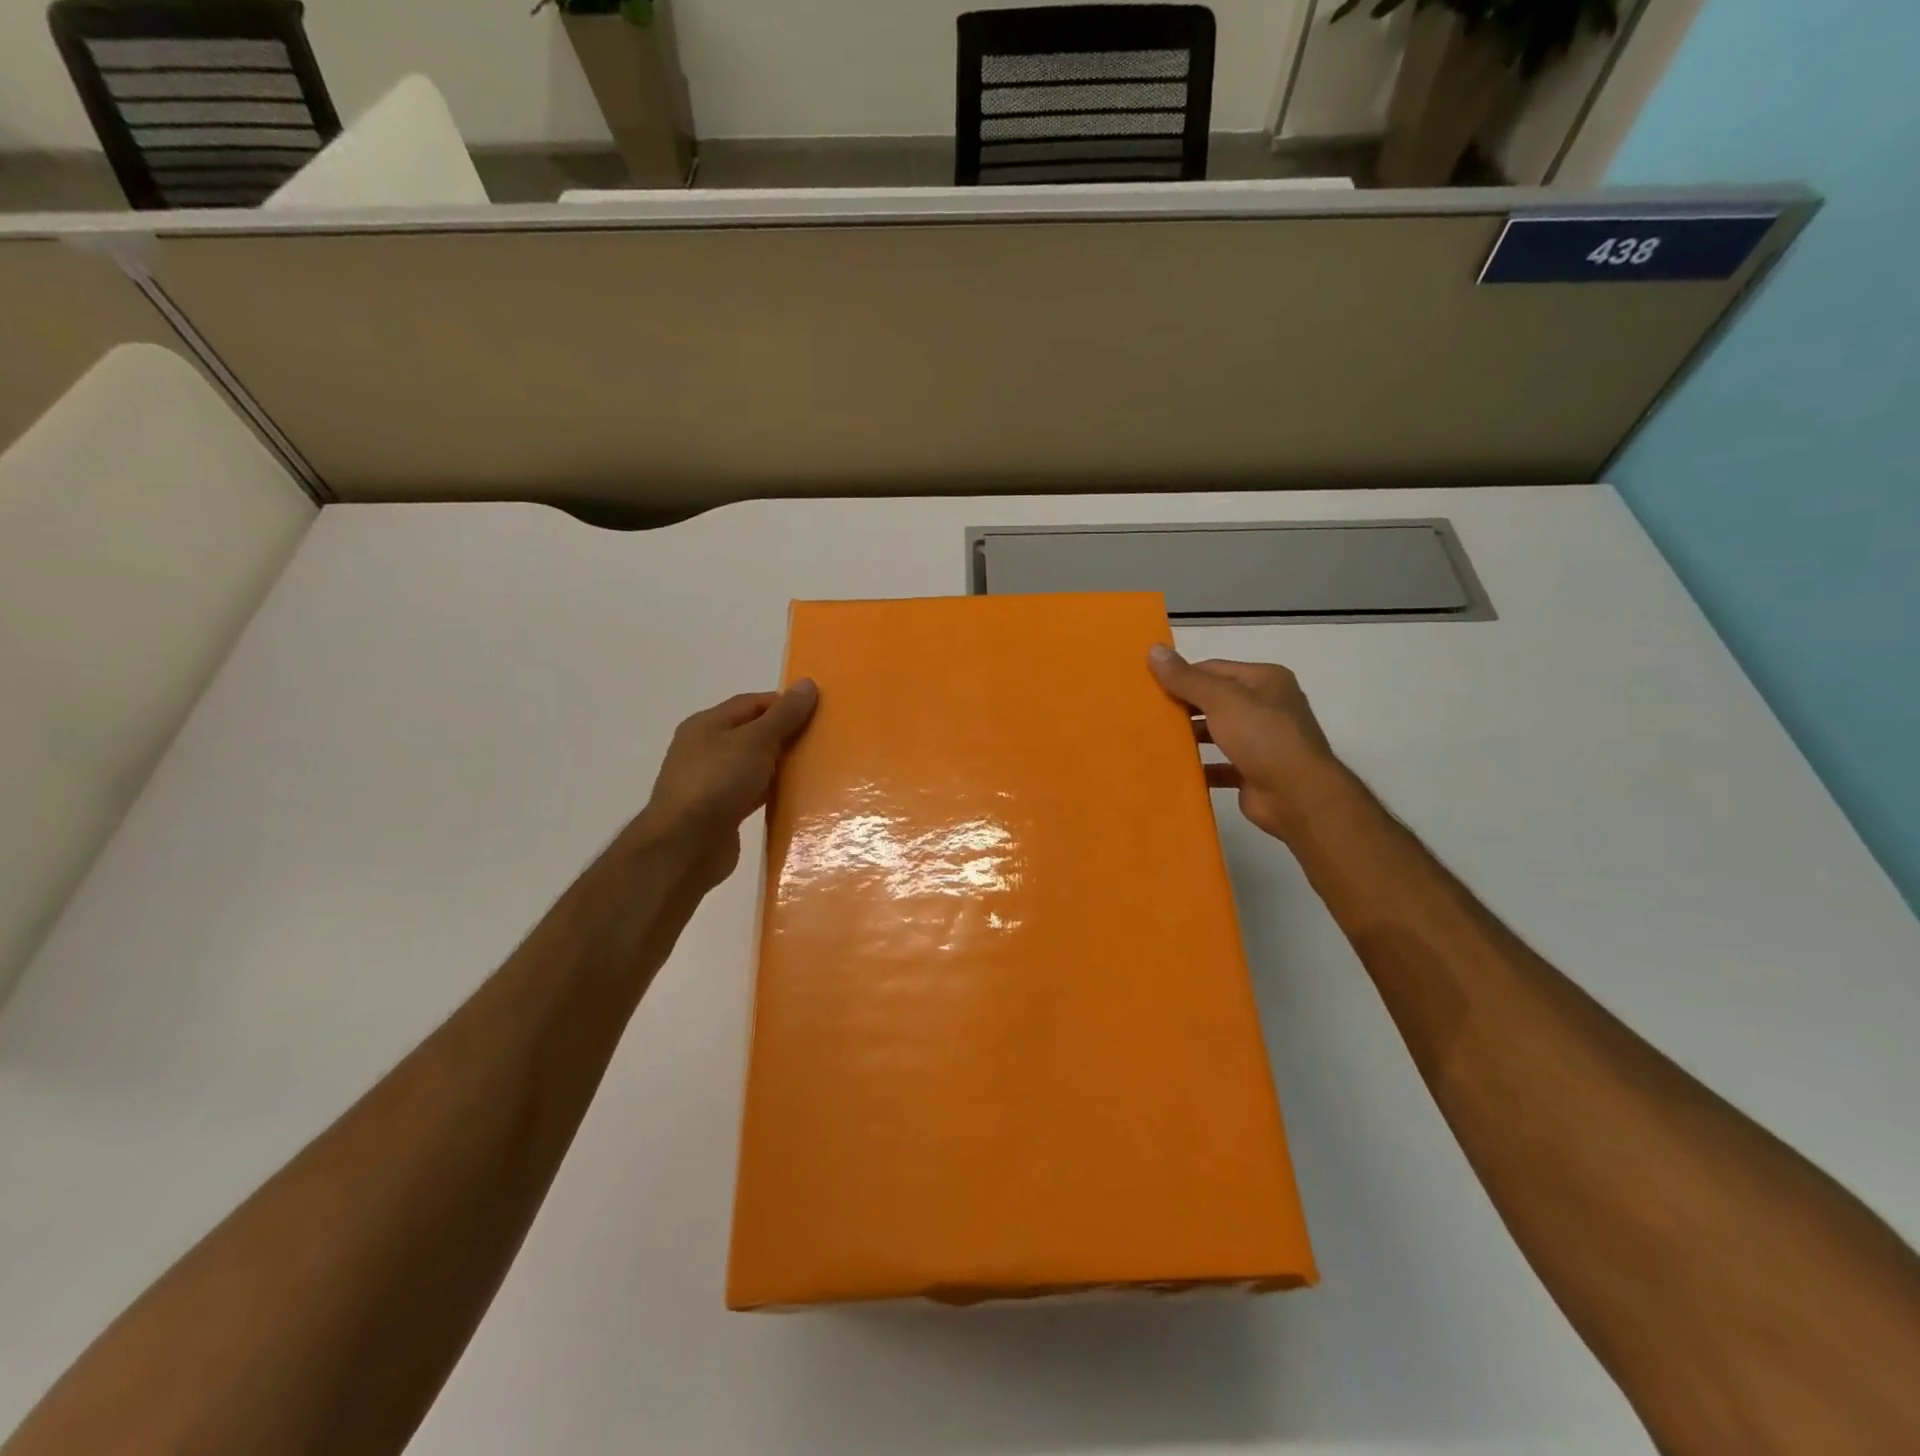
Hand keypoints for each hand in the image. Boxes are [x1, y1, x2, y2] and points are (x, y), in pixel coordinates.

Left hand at [636, 681, 818, 889]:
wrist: (685, 846)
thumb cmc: (718, 781)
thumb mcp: (756, 740)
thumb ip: (783, 715)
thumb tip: (807, 684)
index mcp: (707, 724)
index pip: (752, 702)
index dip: (785, 704)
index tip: (818, 712)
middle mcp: (705, 749)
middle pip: (752, 733)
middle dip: (785, 734)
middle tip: (821, 740)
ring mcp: (710, 782)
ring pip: (753, 765)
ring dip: (779, 765)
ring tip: (815, 768)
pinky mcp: (719, 812)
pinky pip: (752, 793)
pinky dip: (771, 792)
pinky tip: (794, 797)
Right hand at [1148, 647, 1348, 841]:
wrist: (1297, 795)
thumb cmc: (1262, 737)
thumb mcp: (1221, 700)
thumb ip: (1186, 678)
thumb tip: (1153, 649)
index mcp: (1265, 680)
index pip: (1213, 669)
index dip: (1181, 675)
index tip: (1148, 687)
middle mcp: (1267, 706)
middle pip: (1215, 700)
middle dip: (1183, 707)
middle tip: (1146, 714)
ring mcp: (1262, 741)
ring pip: (1217, 733)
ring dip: (1190, 737)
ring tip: (1153, 740)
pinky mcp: (1254, 772)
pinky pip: (1220, 765)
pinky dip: (1199, 767)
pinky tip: (1174, 769)